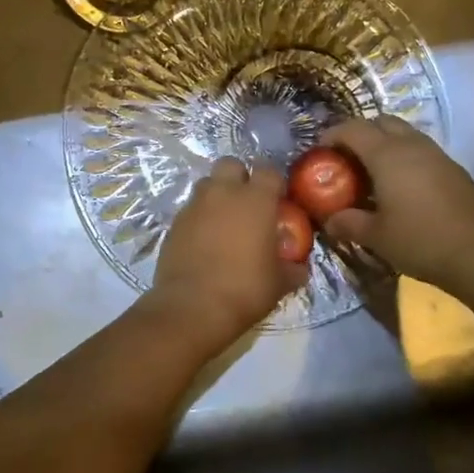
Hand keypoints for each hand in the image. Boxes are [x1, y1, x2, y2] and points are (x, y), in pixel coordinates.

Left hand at [146, 157, 308, 349]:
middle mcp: (223, 193)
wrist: (192, 308)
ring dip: (217, 194)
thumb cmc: (245, 289)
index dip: (274, 183)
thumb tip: (299, 267)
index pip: (268, 171)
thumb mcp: (279, 283)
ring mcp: (194, 205)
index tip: (278, 200)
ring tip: (224, 220)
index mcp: (255, 200)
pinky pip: (190, 209)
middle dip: (240, 177)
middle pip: (231, 164)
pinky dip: (199, 217)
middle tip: (247, 202)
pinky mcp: (174, 223)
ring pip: (206, 184)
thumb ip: (292, 268)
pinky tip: (204, 240)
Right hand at [321, 117, 473, 291]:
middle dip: (360, 133)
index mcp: (387, 155)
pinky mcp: (454, 169)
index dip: (332, 135)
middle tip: (347, 159)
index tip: (319, 151)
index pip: (353, 129)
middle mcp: (413, 145)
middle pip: (381, 122)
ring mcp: (438, 155)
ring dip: (385, 145)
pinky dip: (405, 158)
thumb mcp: (376, 236)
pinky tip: (401, 188)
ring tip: (372, 173)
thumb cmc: (420, 240)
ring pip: (405, 134)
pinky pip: (421, 151)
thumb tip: (329, 221)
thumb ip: (348, 223)